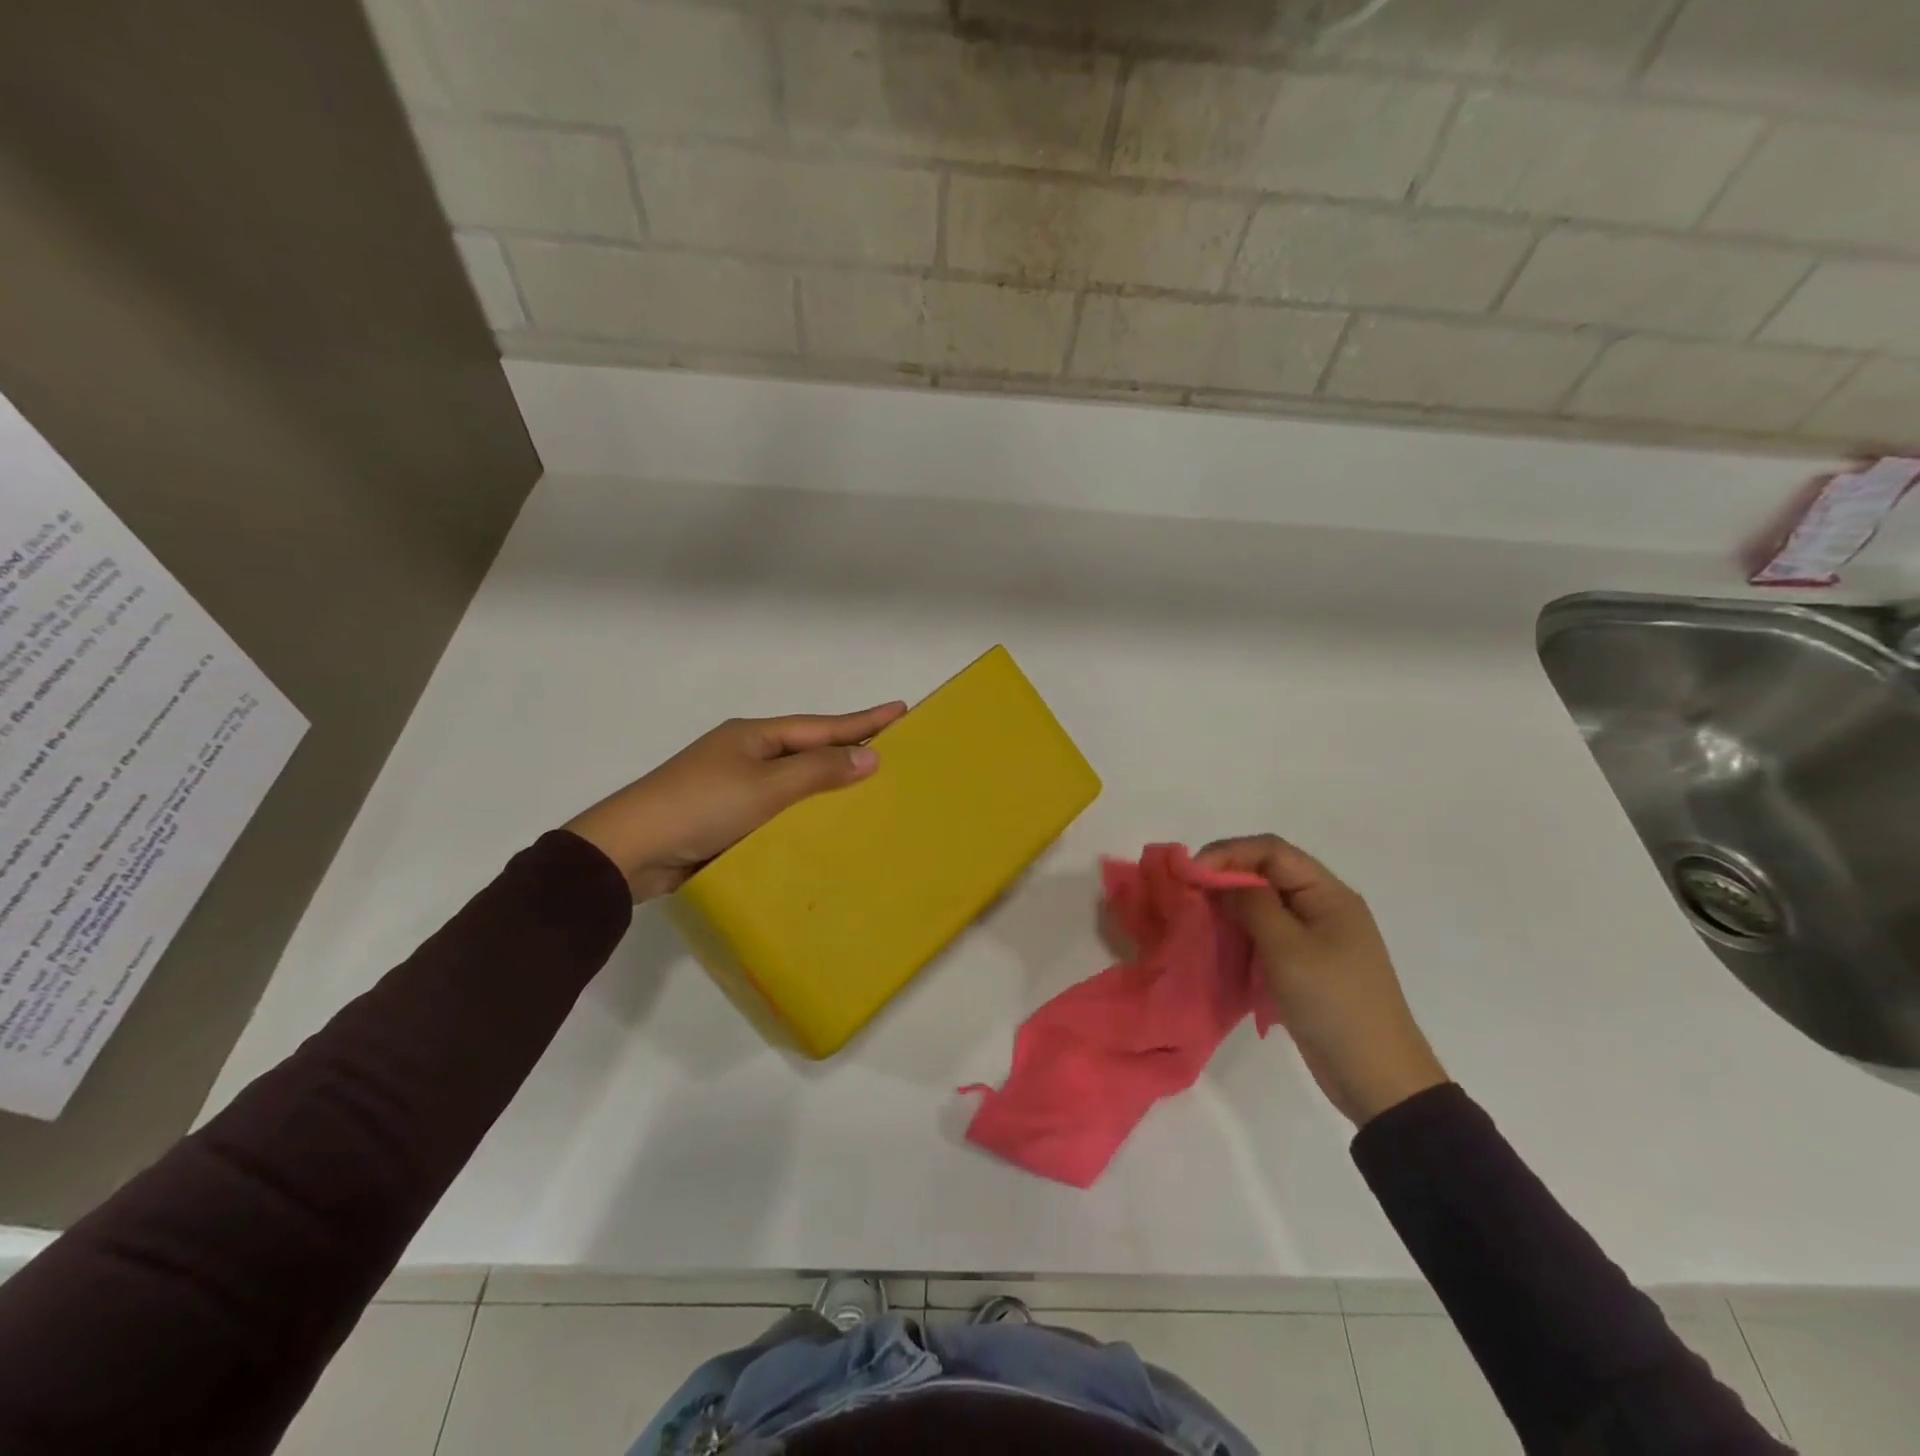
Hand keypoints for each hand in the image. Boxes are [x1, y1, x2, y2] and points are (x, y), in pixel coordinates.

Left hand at [564, 702, 906, 900]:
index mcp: (753, 736)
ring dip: (827, 787)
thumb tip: (869, 755)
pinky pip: (777, 812)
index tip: (901, 710)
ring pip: (793, 784)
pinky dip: (802, 817)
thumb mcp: (766, 786)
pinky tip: (824, 831)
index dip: (862, 720)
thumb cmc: (701, 806)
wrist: (629, 851)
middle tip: (892, 752)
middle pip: (808, 751)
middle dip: (848, 750)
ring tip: (869, 792)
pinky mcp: (725, 821)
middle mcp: (745, 755)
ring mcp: (733, 788)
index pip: (821, 726)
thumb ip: (818, 771)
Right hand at [1198, 835, 1446, 1126]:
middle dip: (1226, 876)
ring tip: (1198, 915)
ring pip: (1265, 903)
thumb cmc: (1333, 1004)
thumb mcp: (1287, 949)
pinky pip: (1267, 932)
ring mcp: (1316, 937)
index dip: (1229, 853)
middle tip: (1188, 893)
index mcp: (1329, 894)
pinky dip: (1241, 931)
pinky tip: (1219, 941)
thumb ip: (1252, 905)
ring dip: (1231, 904)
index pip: (1272, 851)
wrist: (1376, 1077)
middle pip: (1268, 873)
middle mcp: (1324, 907)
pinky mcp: (1306, 963)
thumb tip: (1222, 880)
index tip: (1192, 872)